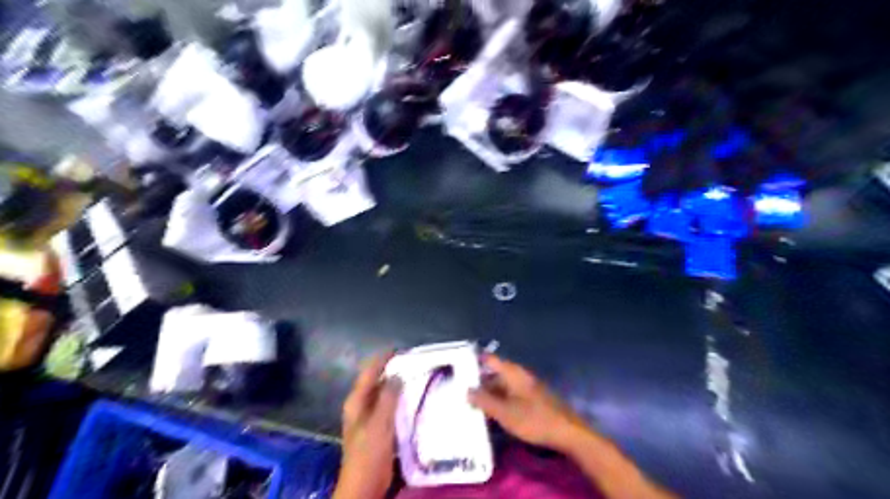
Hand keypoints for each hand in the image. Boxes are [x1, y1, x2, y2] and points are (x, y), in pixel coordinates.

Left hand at [334, 352, 402, 497]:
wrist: (365, 485)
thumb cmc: (369, 453)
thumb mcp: (380, 423)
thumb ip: (388, 397)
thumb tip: (398, 374)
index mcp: (357, 400)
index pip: (369, 371)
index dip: (384, 358)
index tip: (403, 349)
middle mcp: (361, 405)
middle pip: (377, 380)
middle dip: (394, 369)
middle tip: (416, 362)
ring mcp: (370, 416)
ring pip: (385, 393)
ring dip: (398, 384)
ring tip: (418, 376)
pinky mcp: (379, 427)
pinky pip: (390, 406)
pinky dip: (400, 399)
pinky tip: (414, 398)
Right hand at [467, 355, 589, 451]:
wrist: (567, 432)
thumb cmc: (534, 419)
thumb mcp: (504, 412)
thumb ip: (484, 400)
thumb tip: (467, 390)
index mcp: (512, 372)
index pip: (489, 359)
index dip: (474, 360)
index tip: (457, 368)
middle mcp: (519, 375)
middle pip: (494, 373)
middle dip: (478, 382)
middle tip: (460, 391)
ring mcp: (527, 387)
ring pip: (502, 386)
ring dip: (488, 394)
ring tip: (472, 405)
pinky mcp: (532, 399)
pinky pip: (510, 395)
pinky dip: (499, 401)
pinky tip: (492, 414)